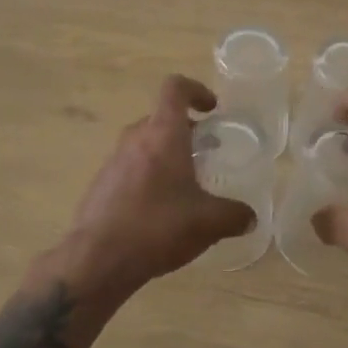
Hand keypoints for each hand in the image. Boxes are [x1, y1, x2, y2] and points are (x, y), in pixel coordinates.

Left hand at [56, 75, 256, 295]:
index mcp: (163, 133)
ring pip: (144, 144)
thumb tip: (250, 217)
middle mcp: (135, 139)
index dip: (196, 90)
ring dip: (165, 154)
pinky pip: (129, 168)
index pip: (175, 88)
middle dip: (185, 130)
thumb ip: (234, 215)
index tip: (212, 110)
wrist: (97, 259)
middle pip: (160, 117)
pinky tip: (158, 210)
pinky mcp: (100, 185)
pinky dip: (147, 177)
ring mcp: (113, 161)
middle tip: (204, 153)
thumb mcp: (208, 223)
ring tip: (184, 185)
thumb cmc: (158, 226)